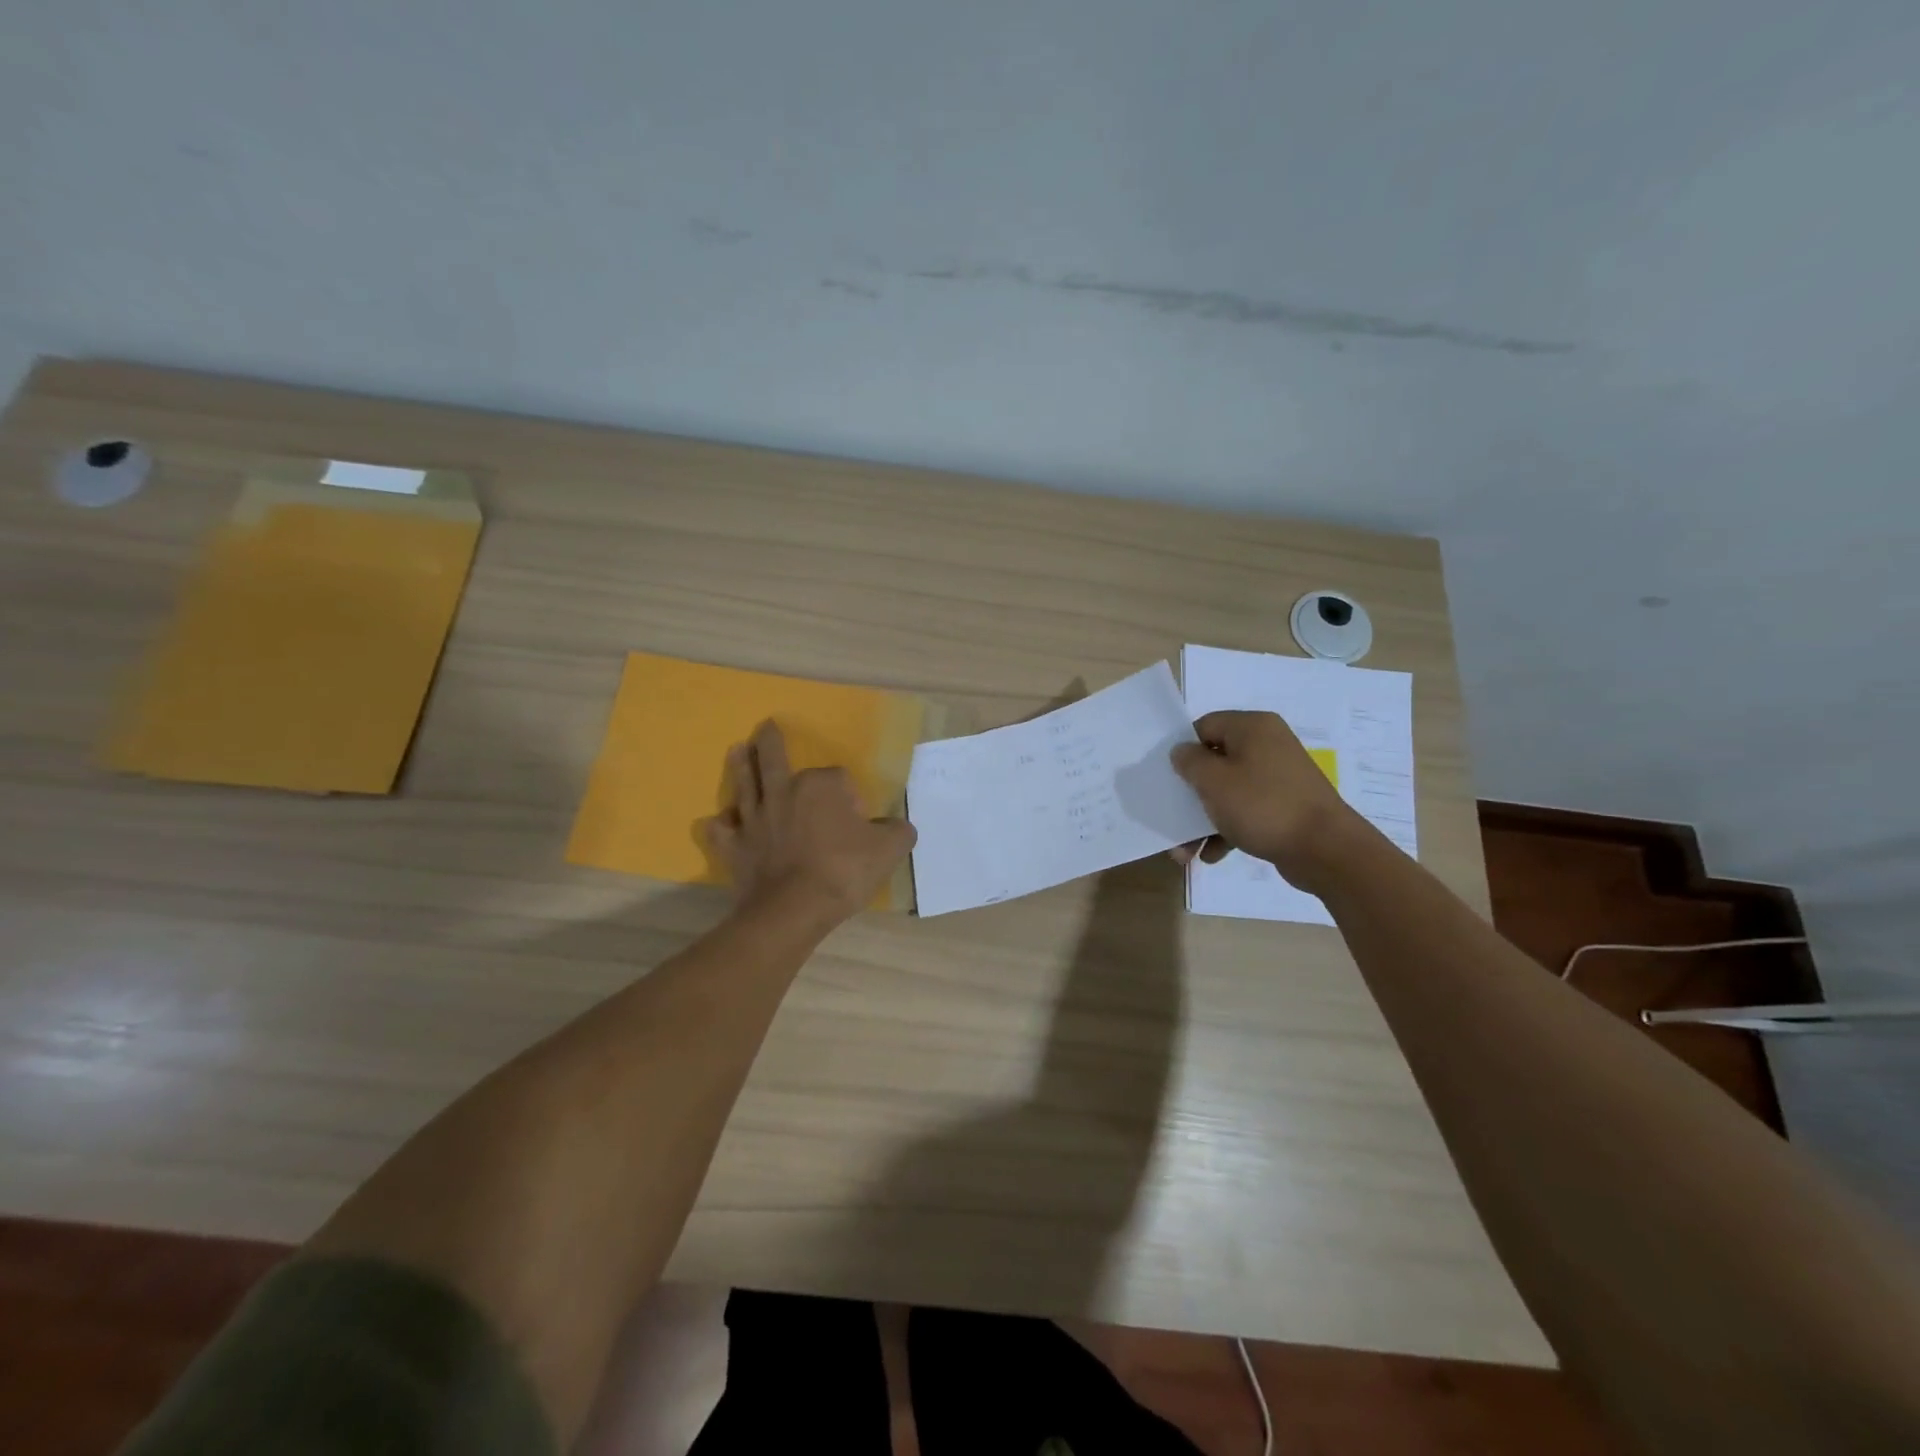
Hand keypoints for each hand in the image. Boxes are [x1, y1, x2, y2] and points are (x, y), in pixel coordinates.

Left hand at [701, 720, 916, 926]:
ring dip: (740, 766)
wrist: (795, 909)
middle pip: (774, 760)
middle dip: (771, 743)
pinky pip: (722, 831)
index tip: (858, 822)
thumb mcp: (889, 849)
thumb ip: (898, 831)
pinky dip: (719, 826)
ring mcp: (755, 819)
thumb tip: (899, 827)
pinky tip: (716, 822)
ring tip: (736, 749)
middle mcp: (783, 793)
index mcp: (820, 786)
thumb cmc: (844, 871)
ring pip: (745, 784)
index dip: (850, 797)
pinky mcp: (735, 846)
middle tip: (765, 727)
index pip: (838, 777)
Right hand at [1170, 710, 1358, 889]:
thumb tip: (1182, 752)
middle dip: (1189, 795)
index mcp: (1252, 728)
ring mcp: (1278, 777)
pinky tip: (1212, 855)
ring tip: (1186, 852)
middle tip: (1171, 819)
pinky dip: (1227, 830)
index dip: (1183, 750)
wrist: (1326, 850)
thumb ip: (1190, 761)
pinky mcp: (1284, 806)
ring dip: (1203, 820)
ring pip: (1228, 792)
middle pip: (1214, 762)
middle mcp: (1267, 745)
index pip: (1204, 726)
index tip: (1167, 777)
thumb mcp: (1214, 781)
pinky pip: (1246, 811)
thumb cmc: (1263, 806)